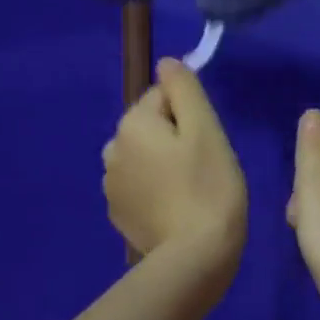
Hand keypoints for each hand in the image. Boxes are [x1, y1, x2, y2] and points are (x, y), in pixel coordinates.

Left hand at [102, 58, 246, 272]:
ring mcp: (111, 185)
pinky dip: (155, 190)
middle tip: (203, 169)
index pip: (164, 97)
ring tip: (190, 191)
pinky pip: (139, 185)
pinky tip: (175, 210)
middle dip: (175, 140)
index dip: (191, 116)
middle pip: (151, 126)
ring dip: (164, 164)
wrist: (195, 256)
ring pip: (144, 156)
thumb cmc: (209, 187)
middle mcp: (112, 149)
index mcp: (132, 124)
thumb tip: (166, 62)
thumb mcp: (206, 129)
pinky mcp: (118, 213)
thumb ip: (184, 89)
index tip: (206, 144)